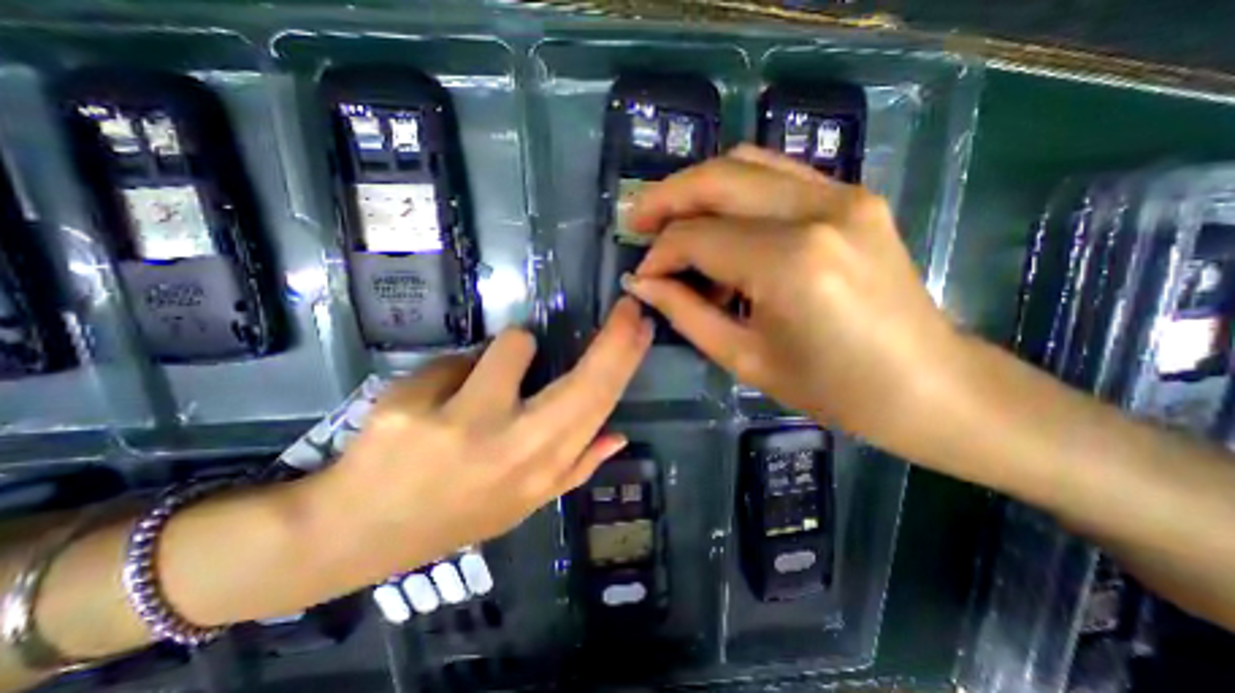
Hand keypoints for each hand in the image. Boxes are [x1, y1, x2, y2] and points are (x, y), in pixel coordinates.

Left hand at [294, 299, 654, 590]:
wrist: (355, 535)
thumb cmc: (453, 514)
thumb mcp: (523, 503)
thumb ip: (575, 468)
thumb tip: (618, 435)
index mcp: (542, 470)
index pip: (600, 404)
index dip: (626, 359)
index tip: (640, 325)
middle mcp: (513, 448)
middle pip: (583, 380)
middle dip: (614, 337)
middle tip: (626, 308)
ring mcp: (461, 425)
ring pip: (514, 344)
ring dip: (508, 353)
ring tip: (483, 382)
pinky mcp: (410, 406)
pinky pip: (457, 358)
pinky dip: (457, 371)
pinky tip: (433, 402)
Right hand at [627, 145, 963, 449]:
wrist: (926, 384)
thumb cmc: (831, 388)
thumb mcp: (744, 358)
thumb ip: (685, 313)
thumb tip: (641, 283)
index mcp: (789, 265)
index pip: (697, 239)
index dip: (659, 255)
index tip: (642, 277)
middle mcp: (817, 211)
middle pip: (716, 179)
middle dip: (665, 198)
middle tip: (637, 222)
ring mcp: (843, 194)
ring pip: (745, 163)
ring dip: (697, 187)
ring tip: (671, 220)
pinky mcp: (854, 195)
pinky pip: (776, 174)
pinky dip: (735, 190)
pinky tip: (720, 222)